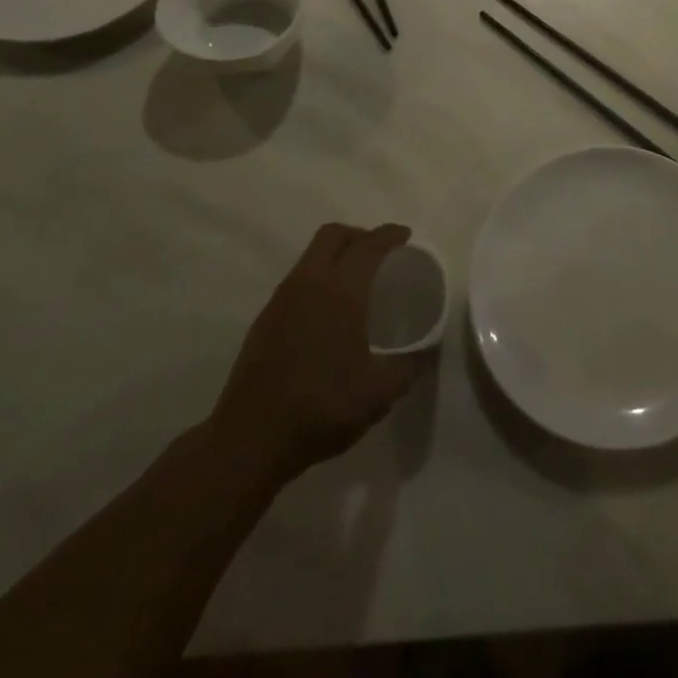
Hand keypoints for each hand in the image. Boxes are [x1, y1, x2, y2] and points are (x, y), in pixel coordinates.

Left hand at [208, 223, 421, 488]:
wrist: (249, 442)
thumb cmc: (321, 408)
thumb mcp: (381, 392)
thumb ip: (411, 365)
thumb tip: (428, 349)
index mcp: (340, 291)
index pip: (369, 245)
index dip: (390, 235)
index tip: (406, 237)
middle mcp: (308, 284)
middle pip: (333, 235)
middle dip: (360, 235)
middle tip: (381, 255)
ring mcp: (281, 301)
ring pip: (311, 256)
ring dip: (336, 256)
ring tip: (357, 284)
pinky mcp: (264, 321)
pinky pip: (297, 281)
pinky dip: (318, 280)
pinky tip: (328, 315)